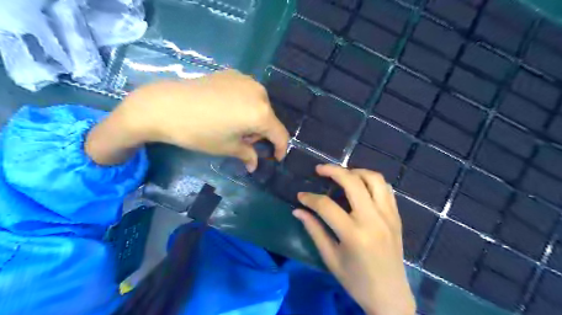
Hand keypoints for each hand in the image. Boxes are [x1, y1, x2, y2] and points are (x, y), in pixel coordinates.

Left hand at [89, 68, 288, 166]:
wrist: (165, 105)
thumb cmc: (199, 132)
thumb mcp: (226, 147)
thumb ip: (247, 154)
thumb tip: (254, 165)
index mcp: (261, 113)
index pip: (280, 134)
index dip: (280, 149)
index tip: (275, 158)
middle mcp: (259, 93)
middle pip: (269, 119)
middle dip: (261, 134)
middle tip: (244, 143)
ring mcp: (246, 81)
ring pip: (259, 105)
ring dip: (253, 119)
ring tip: (233, 126)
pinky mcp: (232, 74)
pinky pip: (247, 94)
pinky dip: (244, 105)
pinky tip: (226, 111)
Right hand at [295, 164, 413, 314]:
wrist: (390, 296)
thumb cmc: (356, 281)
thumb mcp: (330, 258)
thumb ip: (314, 230)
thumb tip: (298, 211)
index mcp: (354, 234)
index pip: (326, 206)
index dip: (310, 198)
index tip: (301, 196)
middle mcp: (373, 219)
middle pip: (353, 182)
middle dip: (333, 171)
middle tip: (319, 169)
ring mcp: (388, 216)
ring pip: (374, 179)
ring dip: (355, 172)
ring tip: (342, 174)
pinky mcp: (396, 216)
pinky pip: (386, 189)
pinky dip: (371, 181)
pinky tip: (360, 186)